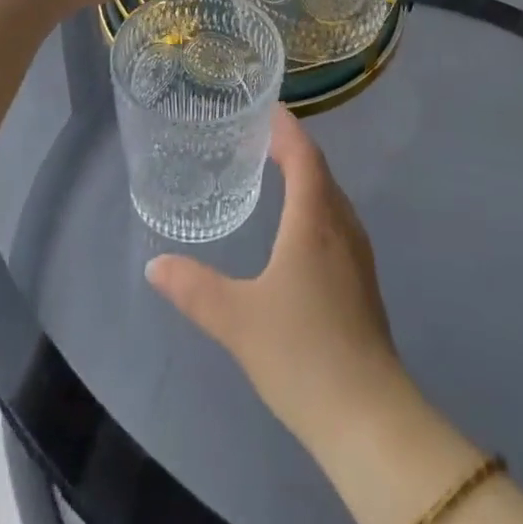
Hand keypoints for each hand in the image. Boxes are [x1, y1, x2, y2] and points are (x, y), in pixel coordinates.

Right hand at [146, 110, 408, 445]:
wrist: (367, 416)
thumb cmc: (301, 354)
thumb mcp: (237, 320)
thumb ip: (194, 288)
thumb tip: (155, 264)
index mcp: (314, 219)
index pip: (304, 154)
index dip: (287, 127)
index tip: (266, 107)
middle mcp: (341, 225)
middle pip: (320, 170)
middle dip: (293, 147)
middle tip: (258, 136)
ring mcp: (357, 254)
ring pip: (331, 196)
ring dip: (307, 175)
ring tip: (275, 170)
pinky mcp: (362, 280)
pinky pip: (337, 220)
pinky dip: (316, 203)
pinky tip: (298, 226)